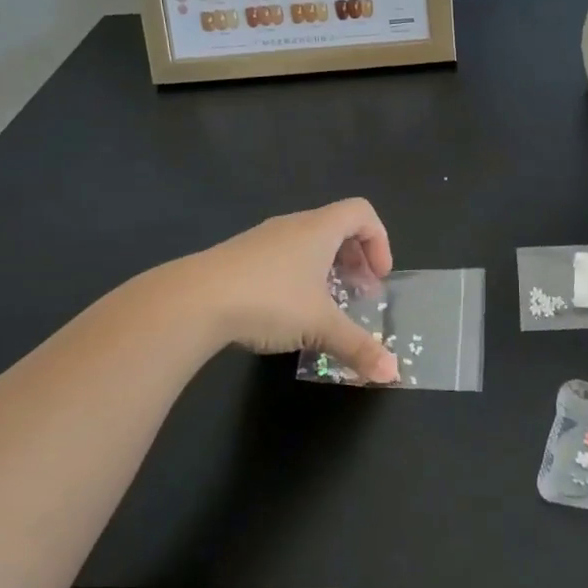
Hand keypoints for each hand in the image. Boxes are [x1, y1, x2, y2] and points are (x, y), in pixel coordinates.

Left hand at [191, 199, 398, 381]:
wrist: (194, 300)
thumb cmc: (270, 300)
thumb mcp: (320, 326)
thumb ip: (358, 346)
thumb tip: (393, 374)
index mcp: (319, 229)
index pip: (361, 213)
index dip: (379, 241)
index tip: (378, 278)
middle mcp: (293, 225)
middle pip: (336, 228)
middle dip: (355, 261)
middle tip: (359, 295)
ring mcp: (262, 239)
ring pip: (307, 244)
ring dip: (326, 270)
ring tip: (325, 307)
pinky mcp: (238, 257)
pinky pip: (281, 258)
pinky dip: (297, 277)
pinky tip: (286, 313)